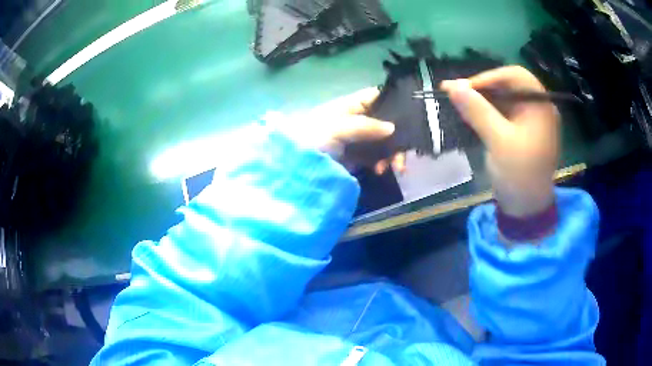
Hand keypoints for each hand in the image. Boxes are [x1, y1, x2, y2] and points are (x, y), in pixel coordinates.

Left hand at [277, 87, 405, 174]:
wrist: (293, 167)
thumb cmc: (312, 138)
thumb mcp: (337, 127)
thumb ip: (365, 125)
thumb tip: (393, 128)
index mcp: (349, 106)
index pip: (375, 96)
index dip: (392, 100)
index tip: (412, 112)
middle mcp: (355, 120)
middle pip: (384, 121)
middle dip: (396, 136)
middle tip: (403, 152)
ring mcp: (356, 140)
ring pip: (383, 141)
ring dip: (391, 153)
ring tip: (394, 167)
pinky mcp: (355, 158)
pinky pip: (375, 157)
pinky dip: (381, 163)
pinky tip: (381, 171)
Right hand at [441, 66, 558, 217]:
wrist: (526, 209)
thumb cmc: (519, 174)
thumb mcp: (498, 141)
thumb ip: (477, 110)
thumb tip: (452, 85)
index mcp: (541, 107)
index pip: (515, 76)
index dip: (488, 77)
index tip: (463, 87)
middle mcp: (538, 108)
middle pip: (510, 85)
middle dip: (483, 87)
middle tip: (457, 93)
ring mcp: (530, 119)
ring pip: (505, 97)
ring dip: (482, 98)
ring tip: (459, 102)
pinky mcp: (522, 130)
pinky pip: (504, 111)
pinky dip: (487, 110)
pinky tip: (472, 114)